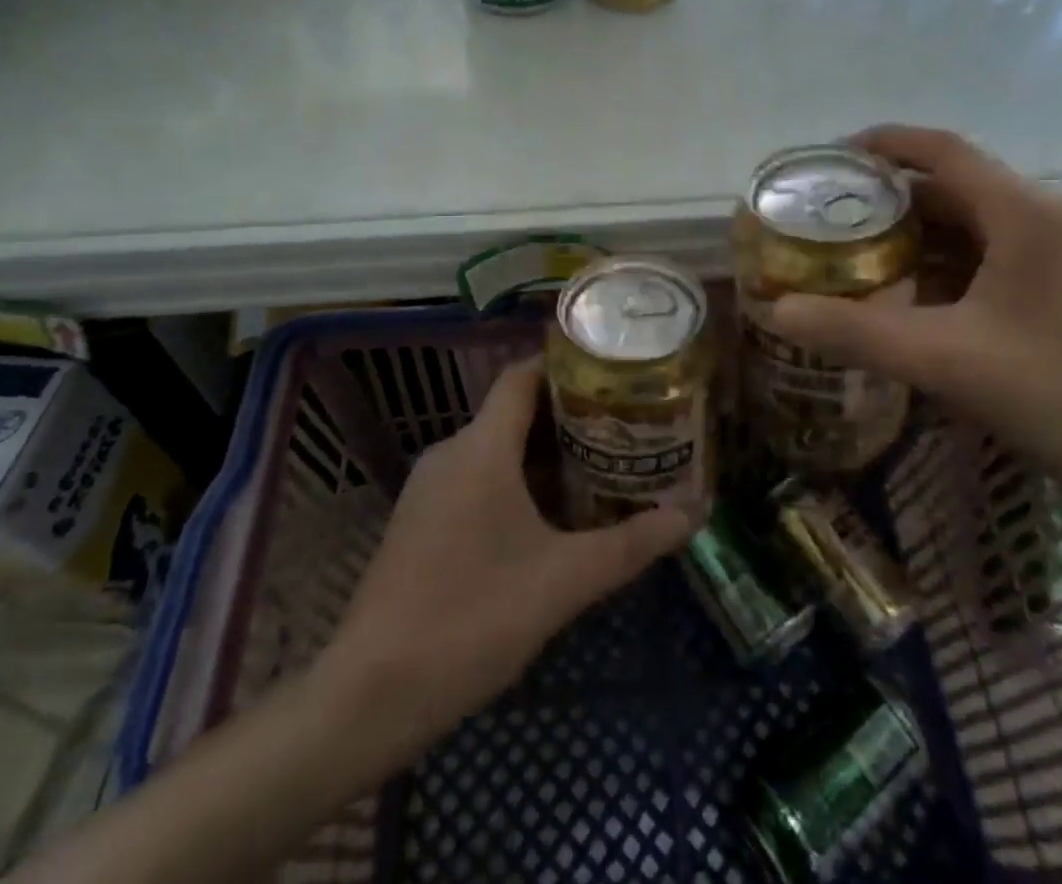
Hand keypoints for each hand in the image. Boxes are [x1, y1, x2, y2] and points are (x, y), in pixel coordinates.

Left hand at [328, 357, 694, 744]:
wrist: (370, 695)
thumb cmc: (472, 617)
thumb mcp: (563, 581)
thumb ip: (630, 545)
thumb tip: (691, 516)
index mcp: (481, 447)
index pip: (522, 376)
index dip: (565, 366)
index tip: (613, 374)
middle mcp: (450, 453)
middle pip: (514, 412)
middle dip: (569, 418)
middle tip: (623, 428)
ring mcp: (429, 488)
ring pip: (496, 450)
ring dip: (544, 456)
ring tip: (599, 469)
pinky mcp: (420, 522)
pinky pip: (476, 480)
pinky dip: (516, 483)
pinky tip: (549, 518)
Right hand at [767, 125, 1061, 525]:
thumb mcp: (950, 363)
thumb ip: (858, 332)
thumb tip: (776, 311)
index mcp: (1023, 213)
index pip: (940, 150)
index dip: (882, 145)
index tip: (828, 160)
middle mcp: (1045, 219)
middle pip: (953, 188)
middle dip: (888, 200)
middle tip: (827, 220)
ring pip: (973, 228)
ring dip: (915, 238)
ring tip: (855, 257)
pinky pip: (992, 261)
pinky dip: (945, 270)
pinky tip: (911, 302)